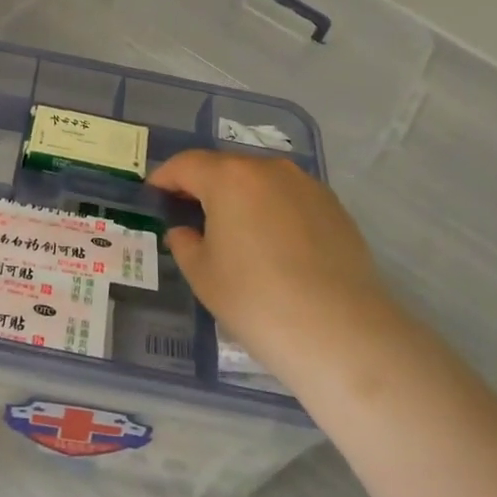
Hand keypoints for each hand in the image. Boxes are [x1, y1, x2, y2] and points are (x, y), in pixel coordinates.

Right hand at [149, 150, 404, 394]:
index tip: (154, 191)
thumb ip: (186, 244)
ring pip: (261, 181)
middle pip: (226, 168)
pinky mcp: (334, 207)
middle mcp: (268, 169)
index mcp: (229, 178)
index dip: (166, 176)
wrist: (341, 332)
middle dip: (204, 185)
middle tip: (190, 212)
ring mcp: (306, 185)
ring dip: (242, 197)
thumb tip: (185, 231)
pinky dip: (274, 210)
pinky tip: (274, 244)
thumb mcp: (204, 277)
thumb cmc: (257, 301)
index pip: (186, 165)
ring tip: (234, 229)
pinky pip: (290, 198)